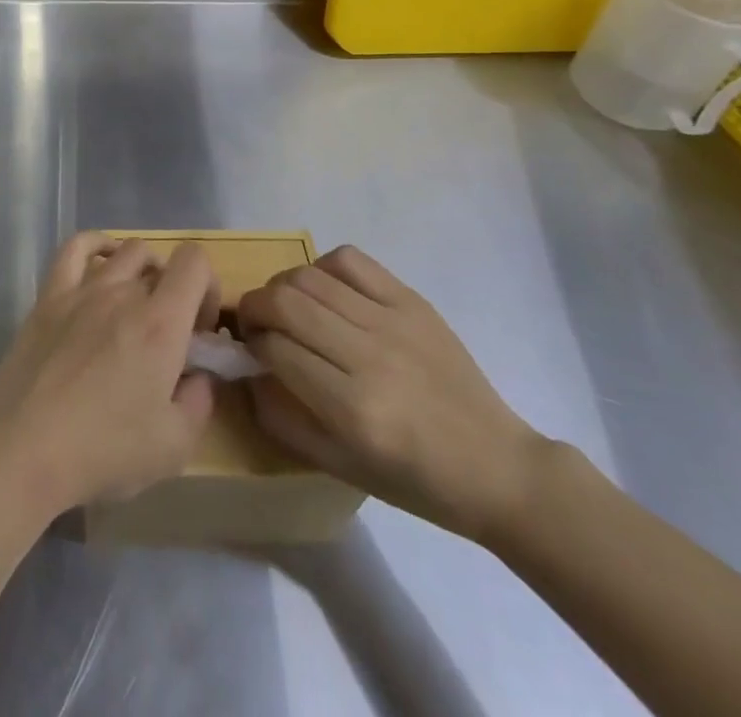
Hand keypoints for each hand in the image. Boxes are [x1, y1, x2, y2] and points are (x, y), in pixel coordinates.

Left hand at [0, 233, 220, 518]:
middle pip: (161, 264)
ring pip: (125, 251)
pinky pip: (75, 248)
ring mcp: (82, 289)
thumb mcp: (174, 446)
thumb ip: (199, 401)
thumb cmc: (103, 450)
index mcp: (161, 323)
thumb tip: (199, 376)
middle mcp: (124, 292)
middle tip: (167, 334)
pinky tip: (102, 264)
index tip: (198, 330)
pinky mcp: (49, 296)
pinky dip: (96, 245)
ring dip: (143, 271)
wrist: (22, 449)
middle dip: (175, 292)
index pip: (195, 262)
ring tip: (137, 305)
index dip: (207, 287)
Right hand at [237, 246, 549, 543]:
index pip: (276, 350)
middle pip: (286, 303)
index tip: (248, 349)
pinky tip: (322, 289)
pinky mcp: (411, 300)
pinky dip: (322, 267)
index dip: (251, 344)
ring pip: (311, 277)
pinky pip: (350, 260)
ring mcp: (393, 322)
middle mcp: (370, 357)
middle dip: (254, 306)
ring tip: (283, 303)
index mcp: (354, 410)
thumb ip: (282, 420)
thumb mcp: (340, 467)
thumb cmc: (415, 480)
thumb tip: (245, 373)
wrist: (496, 466)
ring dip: (281, 286)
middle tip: (253, 321)